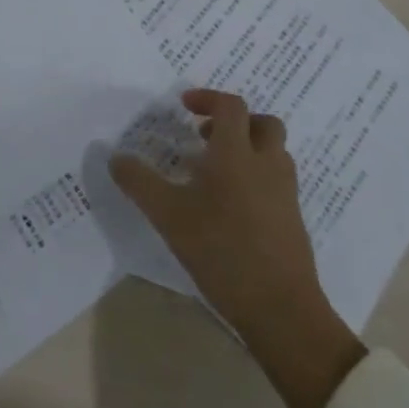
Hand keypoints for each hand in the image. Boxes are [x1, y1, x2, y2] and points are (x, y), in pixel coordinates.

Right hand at [109, 88, 365, 407]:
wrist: (281, 308)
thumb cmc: (221, 250)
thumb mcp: (167, 215)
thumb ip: (139, 182)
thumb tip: (115, 157)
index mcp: (237, 153)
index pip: (230, 106)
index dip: (207, 98)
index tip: (185, 106)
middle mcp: (266, 164)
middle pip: (263, 123)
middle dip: (236, 121)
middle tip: (206, 135)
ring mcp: (285, 193)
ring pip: (274, 152)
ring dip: (248, 148)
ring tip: (216, 170)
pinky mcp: (293, 220)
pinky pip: (277, 181)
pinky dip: (257, 177)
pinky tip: (231, 205)